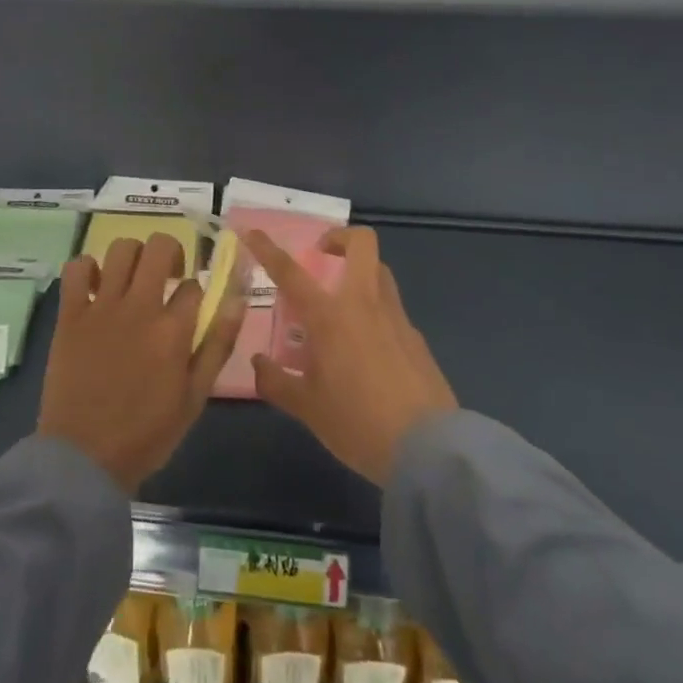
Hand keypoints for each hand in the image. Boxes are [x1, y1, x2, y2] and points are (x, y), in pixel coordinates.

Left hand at [38, 232, 246, 494]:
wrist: (84, 458)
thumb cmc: (146, 434)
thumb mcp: (194, 397)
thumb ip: (217, 344)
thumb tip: (237, 299)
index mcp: (173, 330)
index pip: (194, 285)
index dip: (195, 292)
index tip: (189, 307)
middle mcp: (139, 307)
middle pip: (159, 246)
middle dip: (171, 252)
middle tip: (167, 275)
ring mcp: (101, 306)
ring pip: (120, 248)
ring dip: (133, 256)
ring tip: (133, 279)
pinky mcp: (70, 313)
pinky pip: (76, 268)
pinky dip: (87, 268)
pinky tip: (96, 286)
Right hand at [246, 226, 457, 485]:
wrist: (429, 450)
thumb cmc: (358, 423)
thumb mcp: (307, 409)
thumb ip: (277, 382)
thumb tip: (258, 363)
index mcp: (329, 316)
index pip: (290, 272)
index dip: (268, 249)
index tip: (253, 232)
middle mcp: (363, 304)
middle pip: (361, 244)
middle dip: (340, 238)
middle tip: (322, 255)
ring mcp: (396, 318)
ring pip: (380, 271)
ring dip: (360, 271)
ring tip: (342, 301)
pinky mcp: (417, 338)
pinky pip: (392, 309)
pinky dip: (376, 312)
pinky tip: (368, 347)